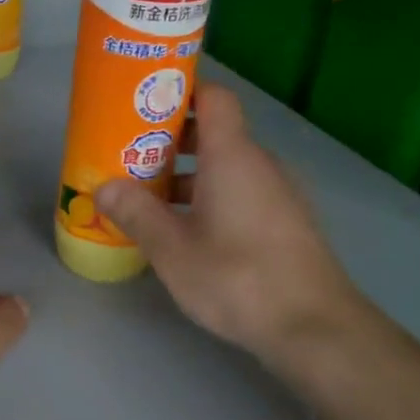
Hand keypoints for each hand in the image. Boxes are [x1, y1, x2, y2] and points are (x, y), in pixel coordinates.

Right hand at [98, 84, 369, 370]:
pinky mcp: (286, 222)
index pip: (213, 96)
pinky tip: (186, 232)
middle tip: (130, 158)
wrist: (314, 328)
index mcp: (232, 155)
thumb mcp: (172, 249)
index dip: (180, 92)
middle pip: (215, 132)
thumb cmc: (237, 277)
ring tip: (148, 200)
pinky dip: (211, 198)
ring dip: (188, 175)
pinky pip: (242, 192)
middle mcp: (260, 164)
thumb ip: (136, 212)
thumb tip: (104, 186)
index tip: (142, 105)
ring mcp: (279, 193)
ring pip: (227, 167)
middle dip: (170, 141)